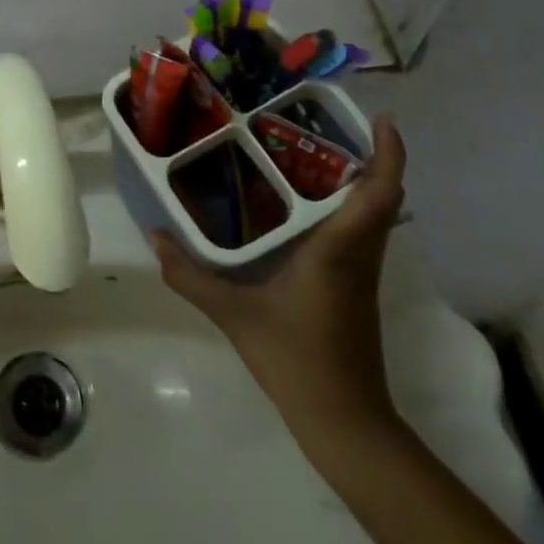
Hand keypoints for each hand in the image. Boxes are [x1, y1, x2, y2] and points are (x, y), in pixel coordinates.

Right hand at [154, 118, 408, 452]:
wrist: (345, 423)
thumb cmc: (296, 359)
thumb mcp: (234, 314)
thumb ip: (190, 275)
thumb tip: (154, 236)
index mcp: (339, 250)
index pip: (380, 194)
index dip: (389, 155)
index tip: (383, 121)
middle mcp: (359, 255)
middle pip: (383, 197)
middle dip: (370, 157)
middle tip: (328, 125)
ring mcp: (362, 274)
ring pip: (374, 216)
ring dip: (360, 182)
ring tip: (312, 154)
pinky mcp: (356, 289)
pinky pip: (361, 233)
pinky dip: (347, 208)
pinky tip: (303, 207)